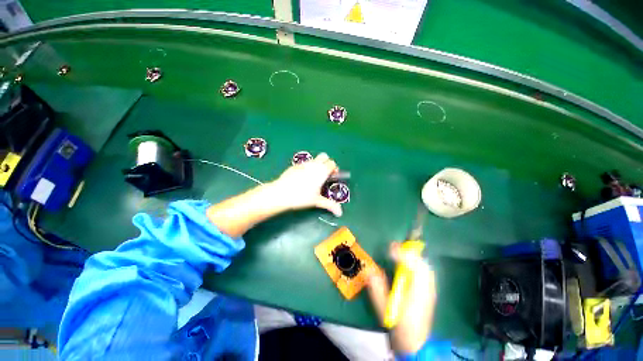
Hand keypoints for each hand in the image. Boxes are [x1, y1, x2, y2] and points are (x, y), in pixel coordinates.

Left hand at [269, 153, 342, 216]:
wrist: (281, 193)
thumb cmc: (301, 197)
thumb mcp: (317, 201)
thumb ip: (330, 205)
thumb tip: (340, 213)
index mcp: (322, 171)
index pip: (332, 163)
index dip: (334, 169)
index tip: (332, 177)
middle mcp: (314, 164)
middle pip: (325, 156)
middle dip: (327, 163)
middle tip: (325, 174)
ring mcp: (303, 164)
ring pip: (314, 159)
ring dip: (317, 165)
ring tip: (313, 178)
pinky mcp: (295, 166)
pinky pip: (305, 163)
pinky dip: (307, 168)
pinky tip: (302, 179)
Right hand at [367, 243, 435, 353]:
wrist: (416, 344)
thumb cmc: (399, 326)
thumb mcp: (384, 308)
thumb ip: (377, 289)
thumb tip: (370, 271)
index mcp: (416, 293)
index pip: (414, 268)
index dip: (402, 255)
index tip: (390, 248)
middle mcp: (426, 289)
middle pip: (422, 265)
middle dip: (409, 253)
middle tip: (394, 248)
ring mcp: (430, 291)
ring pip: (425, 268)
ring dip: (413, 257)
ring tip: (401, 252)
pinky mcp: (429, 293)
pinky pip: (426, 273)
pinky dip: (417, 264)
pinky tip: (409, 264)